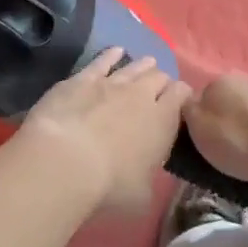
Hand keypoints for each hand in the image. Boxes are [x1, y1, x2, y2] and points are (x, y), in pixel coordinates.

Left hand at [18, 49, 190, 213]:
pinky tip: (116, 51)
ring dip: (143, 66)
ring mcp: (111, 82)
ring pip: (134, 66)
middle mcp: (141, 95)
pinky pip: (103, 60)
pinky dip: (112, 55)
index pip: (182, 95)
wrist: (65, 160)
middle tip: (159, 90)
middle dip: (161, 82)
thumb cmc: (109, 185)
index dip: (183, 95)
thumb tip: (146, 175)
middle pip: (159, 77)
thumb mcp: (141, 194)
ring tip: (147, 64)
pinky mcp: (83, 78)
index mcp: (163, 121)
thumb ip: (148, 178)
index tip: (181, 102)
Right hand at [182, 74, 247, 188]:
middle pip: (225, 101)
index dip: (198, 122)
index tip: (203, 143)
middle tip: (228, 149)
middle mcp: (240, 78)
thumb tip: (188, 106)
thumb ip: (189, 114)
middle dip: (225, 120)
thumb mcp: (201, 133)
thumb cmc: (242, 141)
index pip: (197, 99)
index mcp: (214, 83)